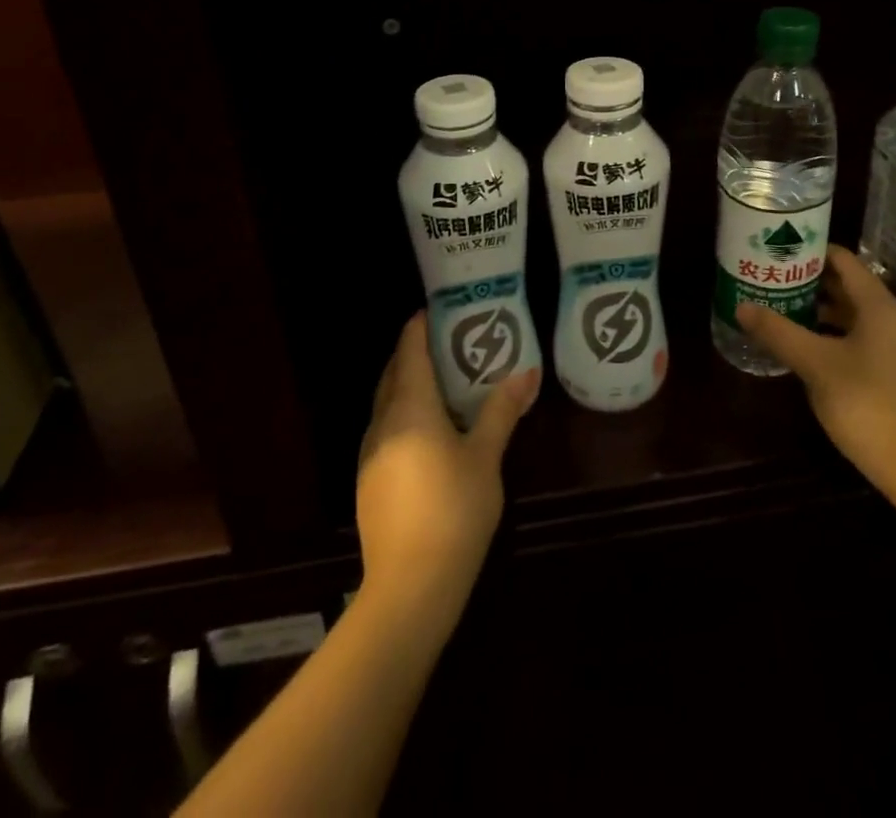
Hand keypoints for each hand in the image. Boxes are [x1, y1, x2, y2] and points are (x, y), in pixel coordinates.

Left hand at [356, 312, 539, 622]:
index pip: (409, 351)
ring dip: (408, 383)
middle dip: (414, 352)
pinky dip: (404, 412)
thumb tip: (526, 371)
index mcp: (409, 407)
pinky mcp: (369, 480)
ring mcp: (370, 453)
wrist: (410, 587)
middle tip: (447, 340)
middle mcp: (383, 422)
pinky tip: (428, 429)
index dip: (419, 327)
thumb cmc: (454, 510)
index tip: (437, 310)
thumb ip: (502, 411)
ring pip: (386, 402)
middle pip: (393, 373)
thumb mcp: (485, 457)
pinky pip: (386, 427)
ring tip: (442, 379)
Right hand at [737, 245, 895, 496]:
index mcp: (883, 307)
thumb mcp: (816, 366)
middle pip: (855, 290)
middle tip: (778, 282)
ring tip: (791, 314)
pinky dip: (846, 338)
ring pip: (865, 319)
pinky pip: (875, 342)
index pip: (846, 263)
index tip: (783, 251)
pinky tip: (820, 354)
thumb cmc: (869, 405)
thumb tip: (742, 307)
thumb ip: (779, 332)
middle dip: (816, 285)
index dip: (814, 253)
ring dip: (830, 314)